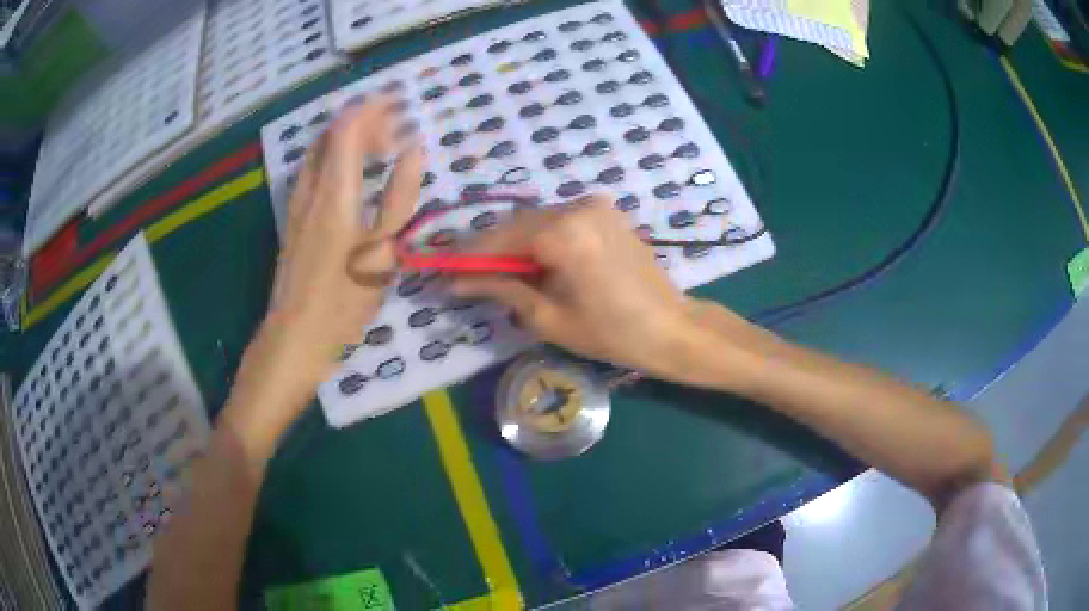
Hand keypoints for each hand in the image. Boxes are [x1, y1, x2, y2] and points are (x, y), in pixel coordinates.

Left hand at [264, 99, 423, 383]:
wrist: (295, 335)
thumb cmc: (343, 298)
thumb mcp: (383, 250)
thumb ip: (399, 196)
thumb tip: (415, 152)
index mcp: (334, 192)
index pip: (347, 129)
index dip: (371, 109)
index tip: (397, 101)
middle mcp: (311, 189)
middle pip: (331, 136)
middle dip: (361, 121)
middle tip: (394, 128)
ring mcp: (298, 205)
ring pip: (319, 153)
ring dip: (346, 140)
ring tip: (376, 147)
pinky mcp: (294, 221)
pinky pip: (313, 173)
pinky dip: (334, 160)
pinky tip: (349, 176)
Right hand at [450, 196, 700, 377]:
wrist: (671, 328)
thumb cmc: (611, 333)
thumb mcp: (549, 317)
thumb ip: (502, 289)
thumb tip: (460, 280)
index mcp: (564, 233)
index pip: (500, 238)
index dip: (469, 255)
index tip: (444, 269)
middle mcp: (578, 207)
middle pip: (518, 224)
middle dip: (491, 249)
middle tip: (469, 274)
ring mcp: (596, 205)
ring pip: (538, 220)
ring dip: (516, 243)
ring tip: (500, 272)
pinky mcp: (607, 212)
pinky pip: (562, 220)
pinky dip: (542, 238)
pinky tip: (536, 261)